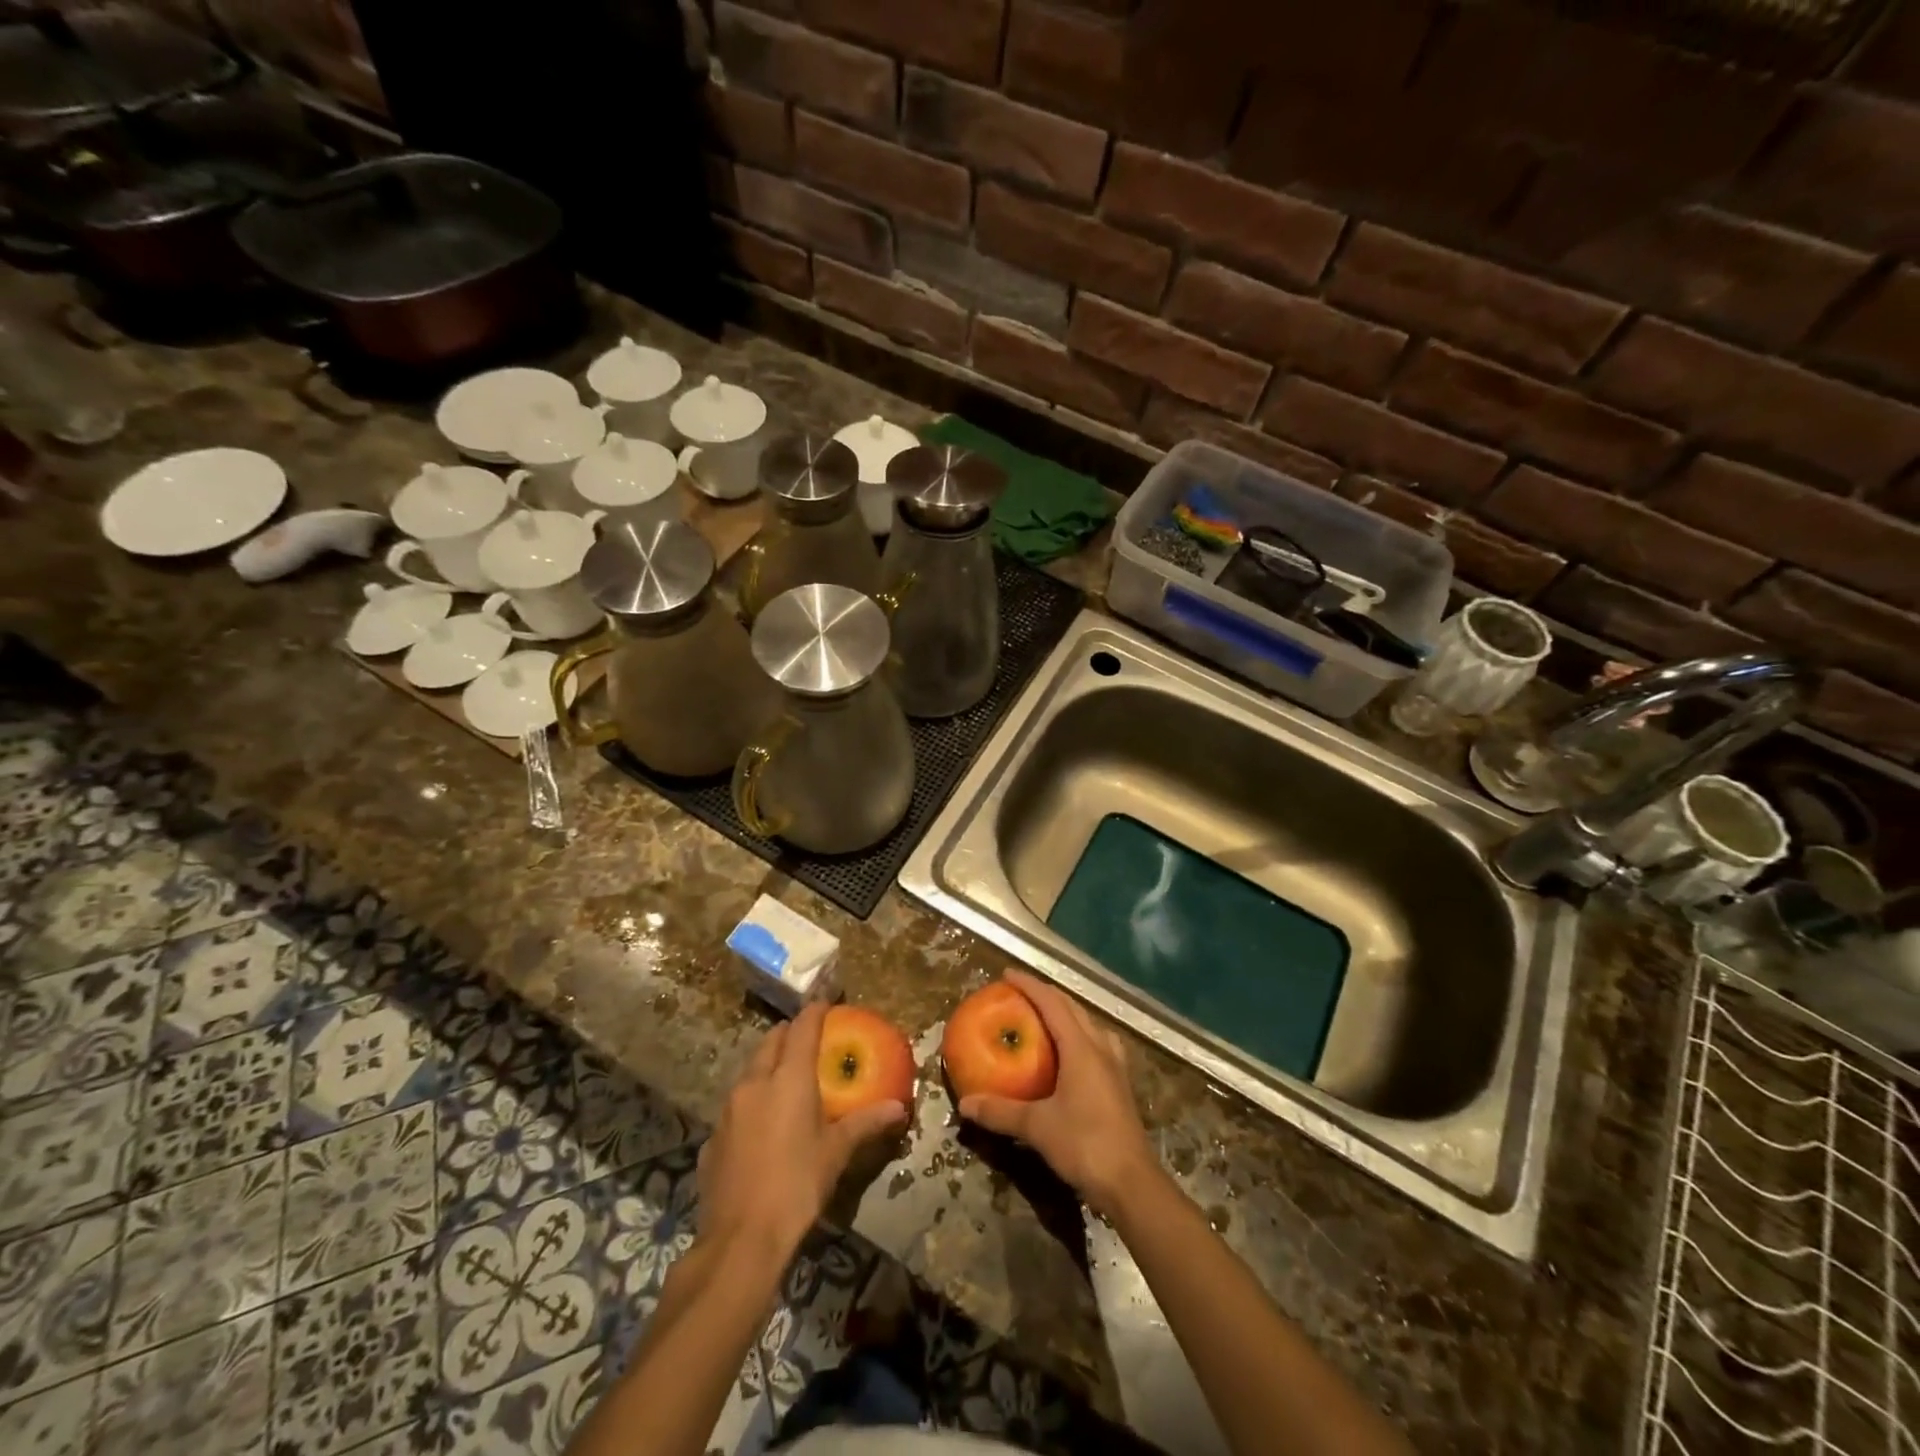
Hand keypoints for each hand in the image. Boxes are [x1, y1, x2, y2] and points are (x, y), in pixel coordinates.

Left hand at [698, 1003, 907, 1257]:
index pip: (802, 1027)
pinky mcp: (712, 1138)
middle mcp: (754, 1082)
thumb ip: (866, 1123)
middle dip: (790, 1034)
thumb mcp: (837, 1153)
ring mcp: (728, 1109)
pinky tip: (763, 1126)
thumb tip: (899, 1108)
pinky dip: (752, 1102)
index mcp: (787, 1078)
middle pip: (771, 1041)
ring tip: (787, 1080)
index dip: (815, 1011)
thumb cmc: (797, 1185)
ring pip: (749, 1070)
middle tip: (809, 1041)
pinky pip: (735, 1106)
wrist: (740, 1240)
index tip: (827, 1003)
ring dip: (768, 1065)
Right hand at [958, 970, 1157, 1218]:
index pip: (1052, 1003)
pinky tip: (1073, 1054)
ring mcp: (1115, 1066)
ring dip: (1067, 1014)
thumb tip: (966, 1103)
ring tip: (1046, 1018)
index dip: (1029, 985)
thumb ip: (1001, 1112)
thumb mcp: (1037, 1127)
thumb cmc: (1084, 1145)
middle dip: (1047, 995)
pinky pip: (1099, 1044)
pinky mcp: (1121, 1085)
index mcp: (1081, 1048)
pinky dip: (1081, 1036)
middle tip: (1020, 994)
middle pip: (1073, 1008)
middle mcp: (1100, 1048)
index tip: (1007, 975)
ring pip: (1090, 1024)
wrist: (1132, 1183)